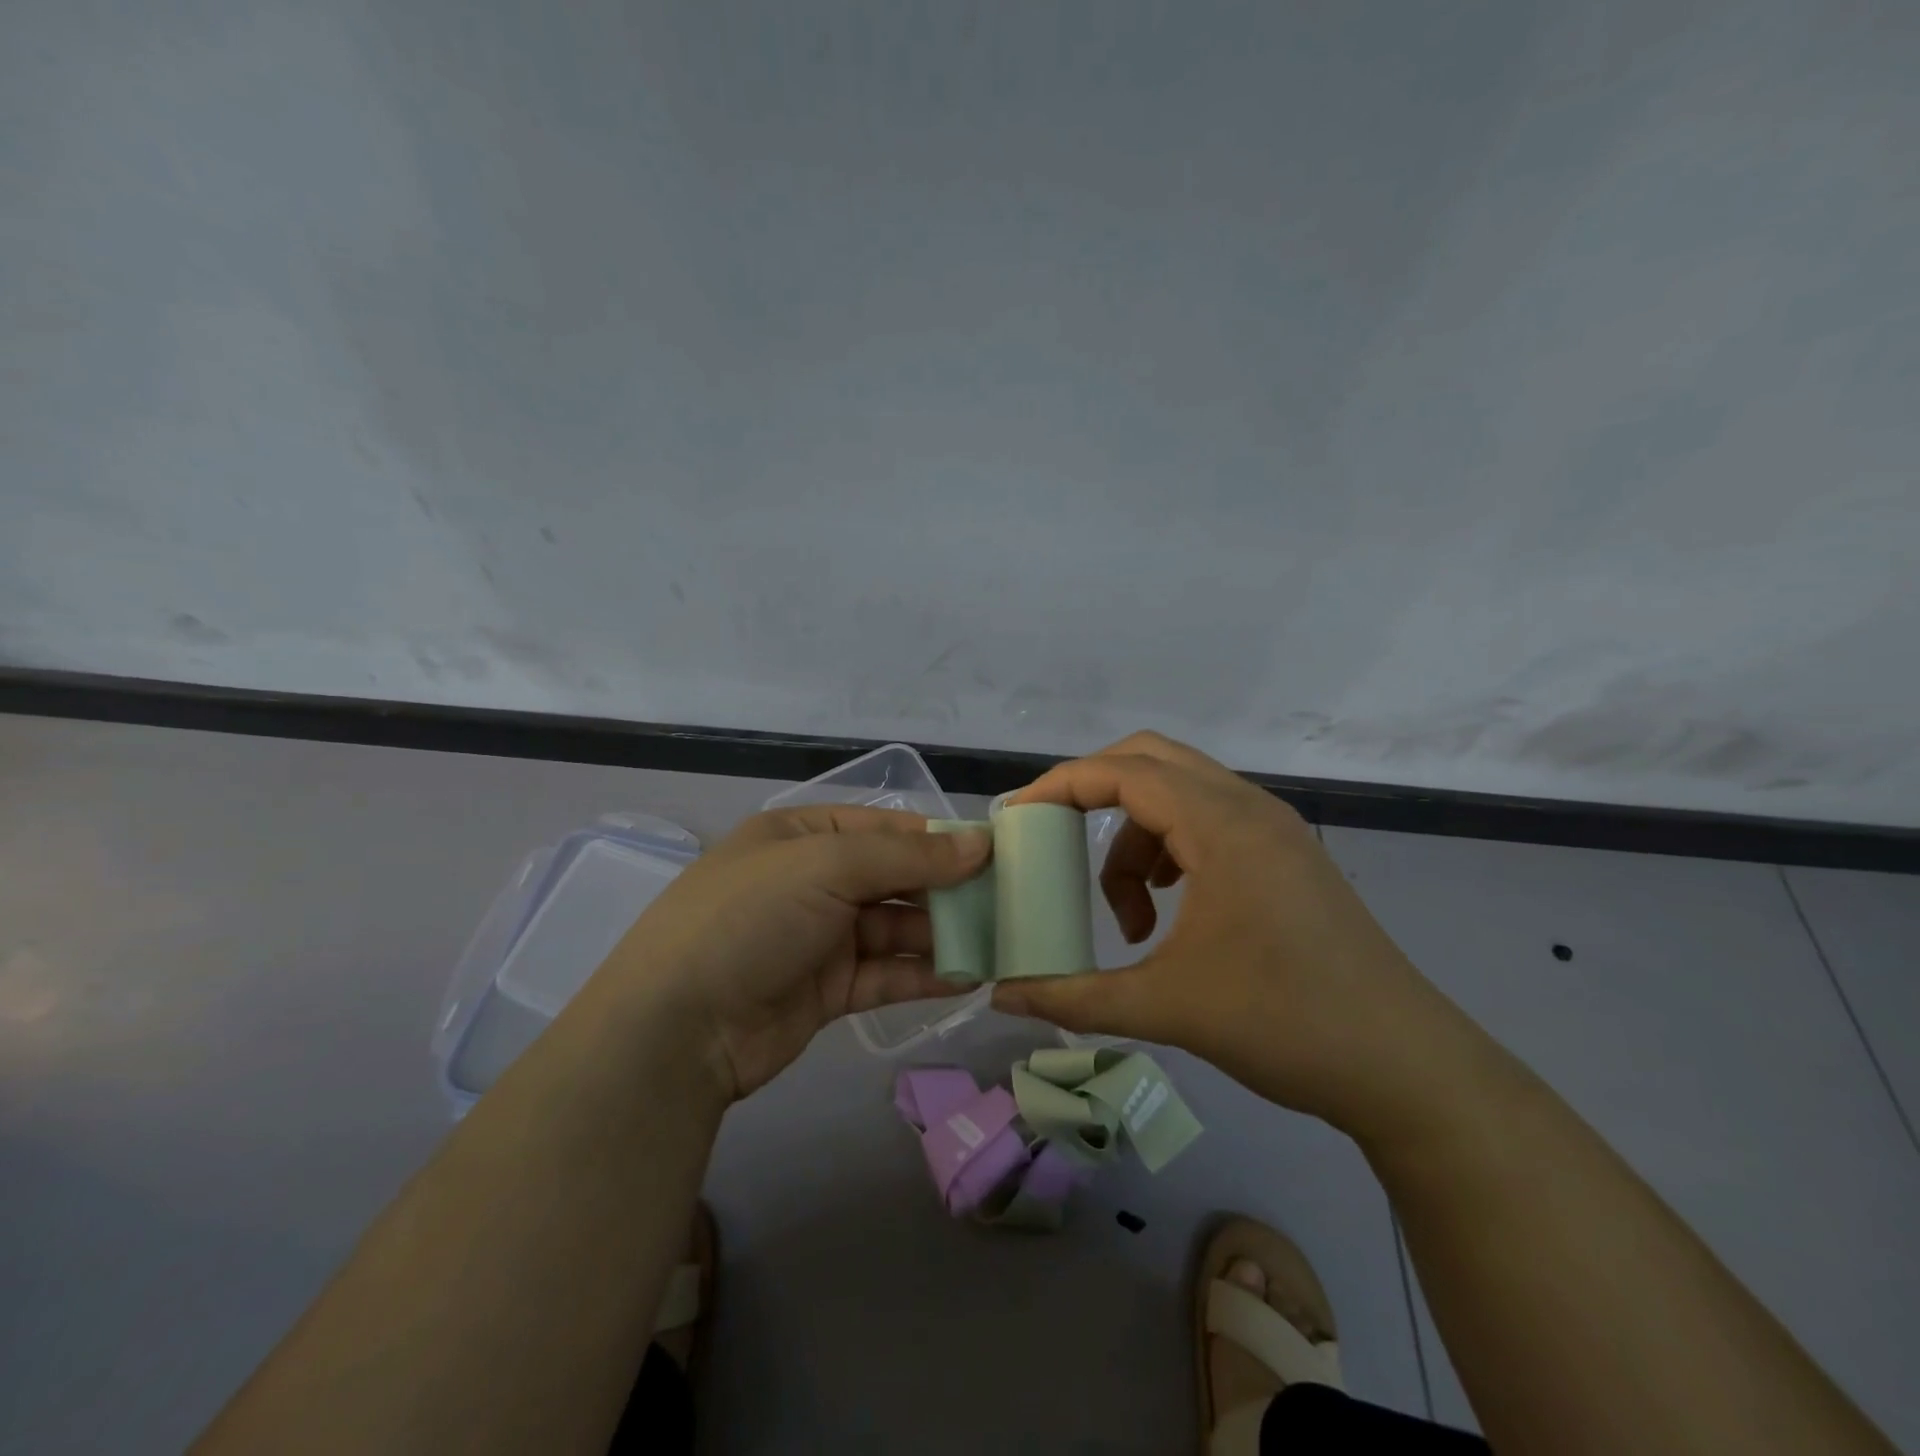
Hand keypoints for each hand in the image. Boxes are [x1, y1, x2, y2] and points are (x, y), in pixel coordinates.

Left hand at [590, 805, 990, 1101]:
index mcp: (803, 834)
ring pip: (896, 928)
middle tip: (1007, 902)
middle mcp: (813, 880)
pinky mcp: (827, 989)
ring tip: (998, 942)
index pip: (885, 827)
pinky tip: (968, 979)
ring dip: (943, 935)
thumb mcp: (826, 866)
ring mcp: (819, 936)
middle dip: (947, 889)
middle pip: (895, 878)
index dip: (939, 838)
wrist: (676, 1028)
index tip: (995, 853)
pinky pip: (886, 974)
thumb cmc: (751, 918)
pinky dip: (923, 975)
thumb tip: (980, 843)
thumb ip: (908, 857)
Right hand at [990, 733, 1482, 1138]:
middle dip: (1093, 793)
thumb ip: (1074, 997)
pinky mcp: (1287, 856)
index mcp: (1221, 825)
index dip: (1060, 785)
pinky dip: (1170, 849)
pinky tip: (1170, 910)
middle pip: (1150, 760)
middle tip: (1055, 838)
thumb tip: (1002, 995)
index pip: (1122, 771)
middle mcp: (1249, 808)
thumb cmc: (1285, 1024)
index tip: (1017, 817)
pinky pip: (1208, 821)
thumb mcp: (1167, 1008)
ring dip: (1136, 838)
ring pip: (1179, 795)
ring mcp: (1274, 829)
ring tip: (1131, 914)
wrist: (1407, 1069)